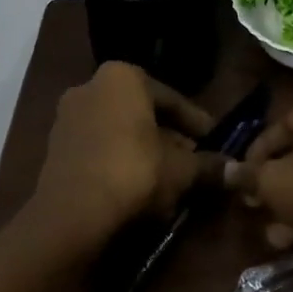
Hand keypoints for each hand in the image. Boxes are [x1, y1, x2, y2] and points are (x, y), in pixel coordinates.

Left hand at [31, 62, 219, 244]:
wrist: (71, 215)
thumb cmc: (133, 172)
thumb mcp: (180, 170)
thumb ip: (208, 165)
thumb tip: (238, 171)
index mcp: (123, 76)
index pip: (172, 98)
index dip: (197, 123)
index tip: (214, 141)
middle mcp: (92, 85)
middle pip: (144, 113)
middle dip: (169, 137)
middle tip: (193, 160)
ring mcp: (68, 116)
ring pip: (120, 131)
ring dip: (145, 151)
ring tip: (169, 178)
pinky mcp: (55, 147)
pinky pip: (99, 147)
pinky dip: (120, 161)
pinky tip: (139, 187)